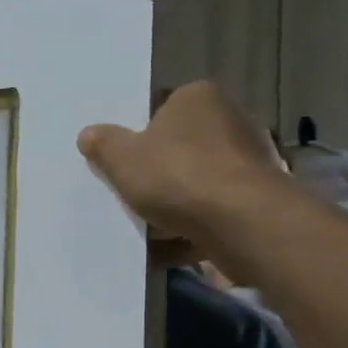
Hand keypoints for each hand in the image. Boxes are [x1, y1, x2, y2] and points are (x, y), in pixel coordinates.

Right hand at [76, 81, 285, 252]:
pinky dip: (191, 228)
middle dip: (154, 172)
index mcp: (197, 98)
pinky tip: (166, 249)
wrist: (243, 224)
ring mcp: (248, 161)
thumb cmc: (178, 176)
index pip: (159, 107)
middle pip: (178, 147)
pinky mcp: (258, 199)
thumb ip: (103, 144)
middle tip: (126, 192)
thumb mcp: (122, 159)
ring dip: (171, 205)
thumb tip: (89, 134)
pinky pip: (212, 211)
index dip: (135, 133)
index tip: (119, 158)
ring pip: (194, 182)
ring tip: (143, 227)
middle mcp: (229, 120)